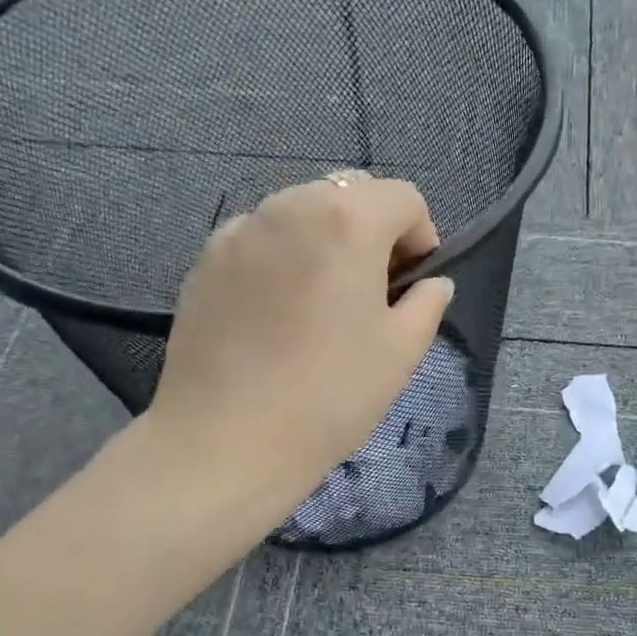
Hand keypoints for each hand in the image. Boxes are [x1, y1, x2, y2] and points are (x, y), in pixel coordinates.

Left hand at [142, 172, 453, 507]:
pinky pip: (260, 240)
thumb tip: (432, 283)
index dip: (421, 237)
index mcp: (346, 220)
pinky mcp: (204, 261)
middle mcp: (288, 207)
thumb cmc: (331, 394)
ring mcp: (238, 231)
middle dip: (372, 233)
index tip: (412, 287)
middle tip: (371, 294)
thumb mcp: (402, 352)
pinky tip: (277, 316)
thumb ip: (427, 303)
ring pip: (300, 213)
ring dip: (325, 243)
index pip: (403, 198)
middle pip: (348, 195)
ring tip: (321, 305)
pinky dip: (282, 259)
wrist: (228, 440)